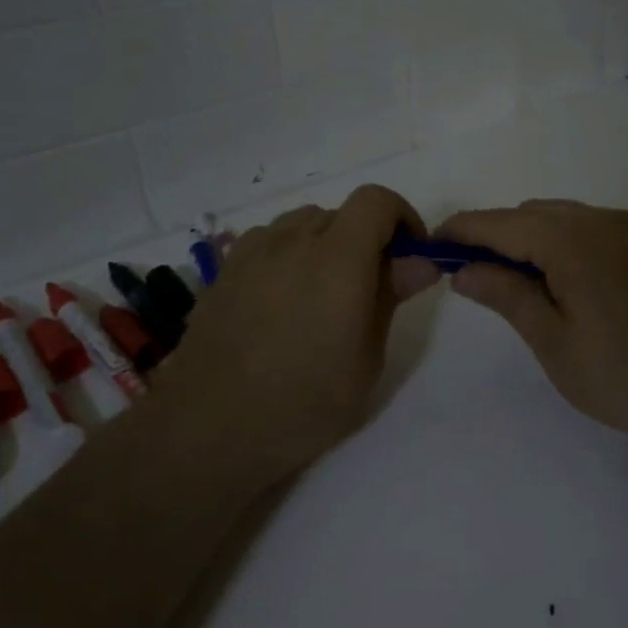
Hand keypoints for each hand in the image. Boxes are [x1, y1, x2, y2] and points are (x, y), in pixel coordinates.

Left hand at [154, 185, 439, 488]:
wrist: (210, 427)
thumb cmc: (303, 403)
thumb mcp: (366, 360)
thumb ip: (390, 298)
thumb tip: (418, 260)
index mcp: (338, 258)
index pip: (376, 200)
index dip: (401, 218)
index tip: (408, 256)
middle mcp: (293, 240)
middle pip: (341, 212)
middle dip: (366, 239)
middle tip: (368, 290)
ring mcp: (253, 251)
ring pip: (302, 224)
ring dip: (325, 244)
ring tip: (321, 297)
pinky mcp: (225, 268)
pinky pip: (269, 241)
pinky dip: (288, 255)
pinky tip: (281, 301)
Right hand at [436, 200, 627, 464]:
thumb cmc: (624, 378)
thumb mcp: (553, 342)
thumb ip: (506, 295)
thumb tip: (463, 269)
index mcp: (573, 241)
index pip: (501, 223)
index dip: (462, 231)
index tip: (433, 247)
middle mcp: (605, 220)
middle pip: (532, 214)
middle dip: (497, 236)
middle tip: (474, 276)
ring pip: (565, 219)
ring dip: (533, 239)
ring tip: (519, 283)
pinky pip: (595, 228)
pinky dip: (567, 242)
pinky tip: (566, 282)